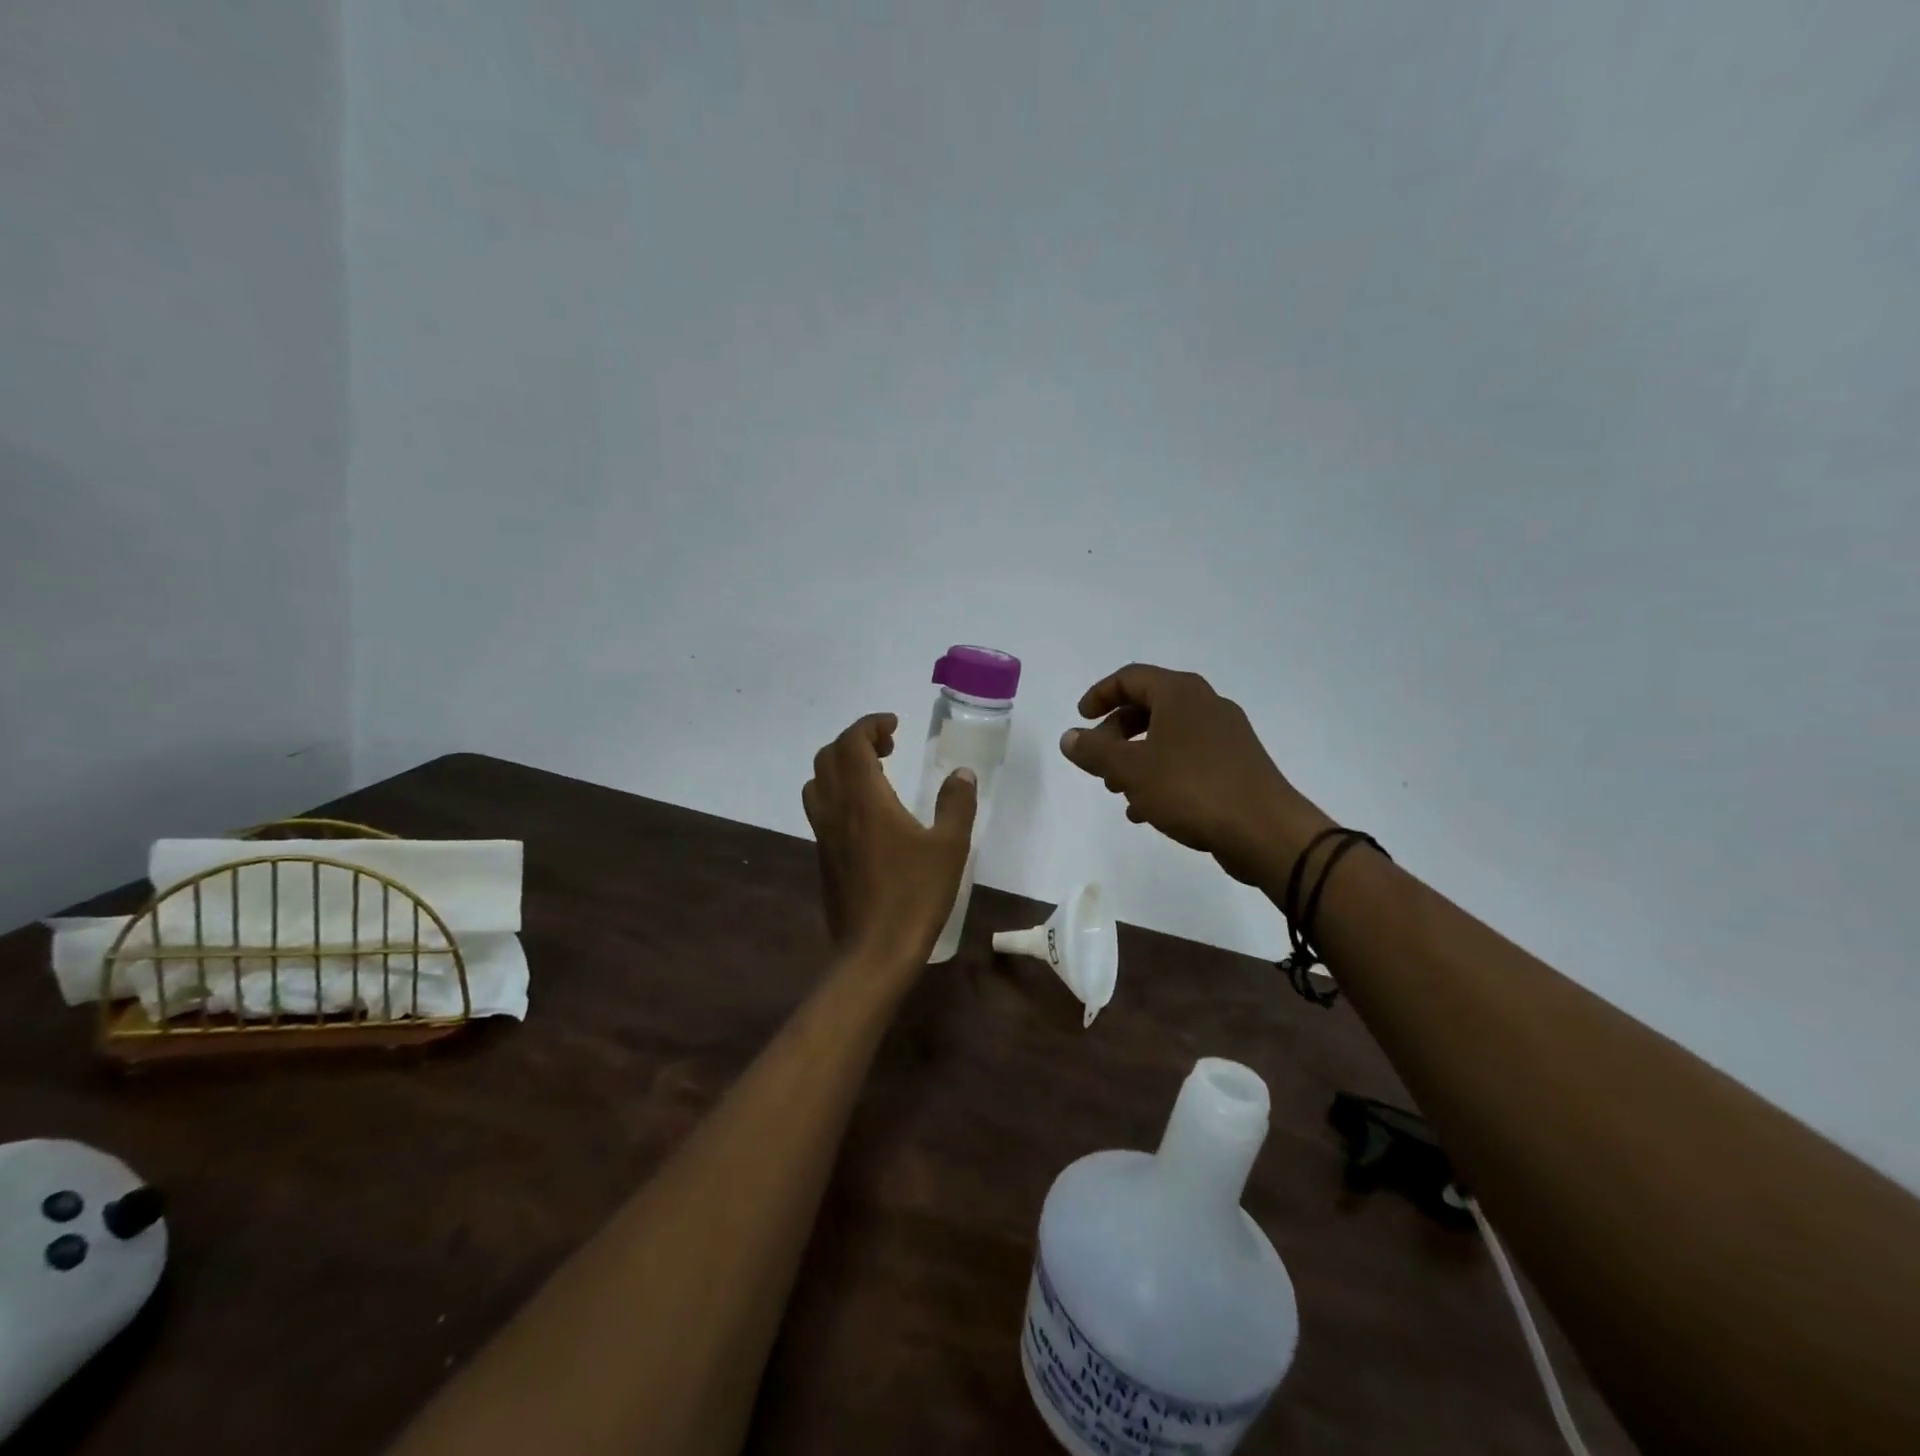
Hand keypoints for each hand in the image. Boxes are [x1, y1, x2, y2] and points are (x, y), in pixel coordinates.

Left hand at [802, 713, 978, 963]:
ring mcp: (824, 834)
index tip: (894, 725)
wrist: (874, 951)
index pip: (852, 742)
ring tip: (875, 774)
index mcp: (864, 798)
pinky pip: (820, 808)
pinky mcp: (822, 856)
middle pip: (829, 756)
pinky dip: (837, 792)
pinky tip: (867, 814)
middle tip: (889, 747)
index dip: (870, 725)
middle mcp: (836, 809)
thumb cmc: (914, 895)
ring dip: (841, 766)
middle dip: (856, 741)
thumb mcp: (949, 847)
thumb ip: (956, 804)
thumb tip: (962, 774)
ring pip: (818, 782)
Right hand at [1060, 665, 1329, 885]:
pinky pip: (1187, 760)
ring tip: (1117, 790)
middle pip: (1148, 706)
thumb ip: (1094, 751)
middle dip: (1116, 733)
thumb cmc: (1191, 788)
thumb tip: (1069, 737)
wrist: (1264, 830)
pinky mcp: (1236, 765)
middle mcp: (1205, 704)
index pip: (1130, 677)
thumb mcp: (1130, 770)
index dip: (1099, 695)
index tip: (1081, 720)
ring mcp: (1225, 735)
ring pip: (1167, 736)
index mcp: (1180, 693)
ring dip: (1136, 758)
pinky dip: (1161, 775)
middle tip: (1098, 762)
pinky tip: (1146, 811)